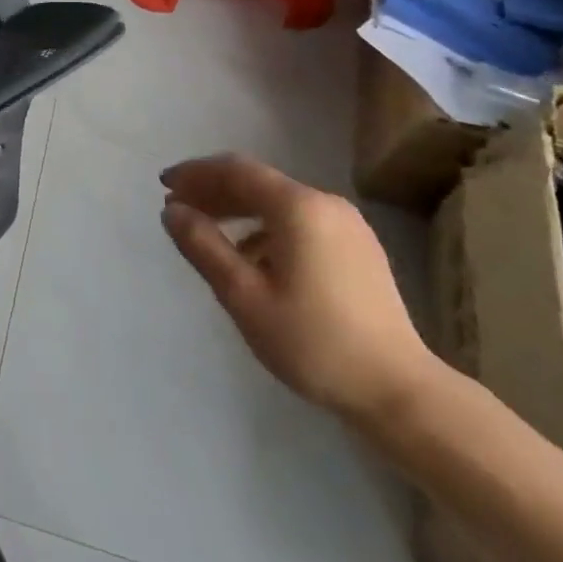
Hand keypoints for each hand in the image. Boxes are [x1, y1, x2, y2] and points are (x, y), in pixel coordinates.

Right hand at [160, 154, 437, 424]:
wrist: (398, 391)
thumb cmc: (313, 342)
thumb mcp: (244, 296)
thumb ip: (204, 246)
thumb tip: (172, 211)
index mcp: (298, 207)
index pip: (236, 170)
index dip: (196, 173)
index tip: (163, 185)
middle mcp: (325, 203)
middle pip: (258, 182)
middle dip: (213, 189)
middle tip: (177, 207)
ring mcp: (347, 225)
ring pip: (278, 202)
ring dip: (238, 208)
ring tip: (206, 230)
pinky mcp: (357, 248)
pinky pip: (299, 221)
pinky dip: (265, 227)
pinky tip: (249, 256)